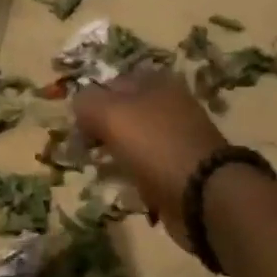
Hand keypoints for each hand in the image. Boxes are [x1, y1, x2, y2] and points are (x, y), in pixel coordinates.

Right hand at [70, 69, 227, 249]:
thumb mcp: (111, 114)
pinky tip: (121, 187)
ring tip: (99, 169)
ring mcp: (175, 138)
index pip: (112, 82)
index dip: (90, 101)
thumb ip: (87, 102)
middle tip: (82, 150)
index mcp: (155, 83)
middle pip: (122, 112)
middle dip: (99, 129)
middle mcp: (168, 105)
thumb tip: (78, 104)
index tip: (74, 126)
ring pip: (133, 141)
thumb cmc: (154, 145)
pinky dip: (131, 175)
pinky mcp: (178, 169)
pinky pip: (145, 167)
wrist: (202, 194)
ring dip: (113, 155)